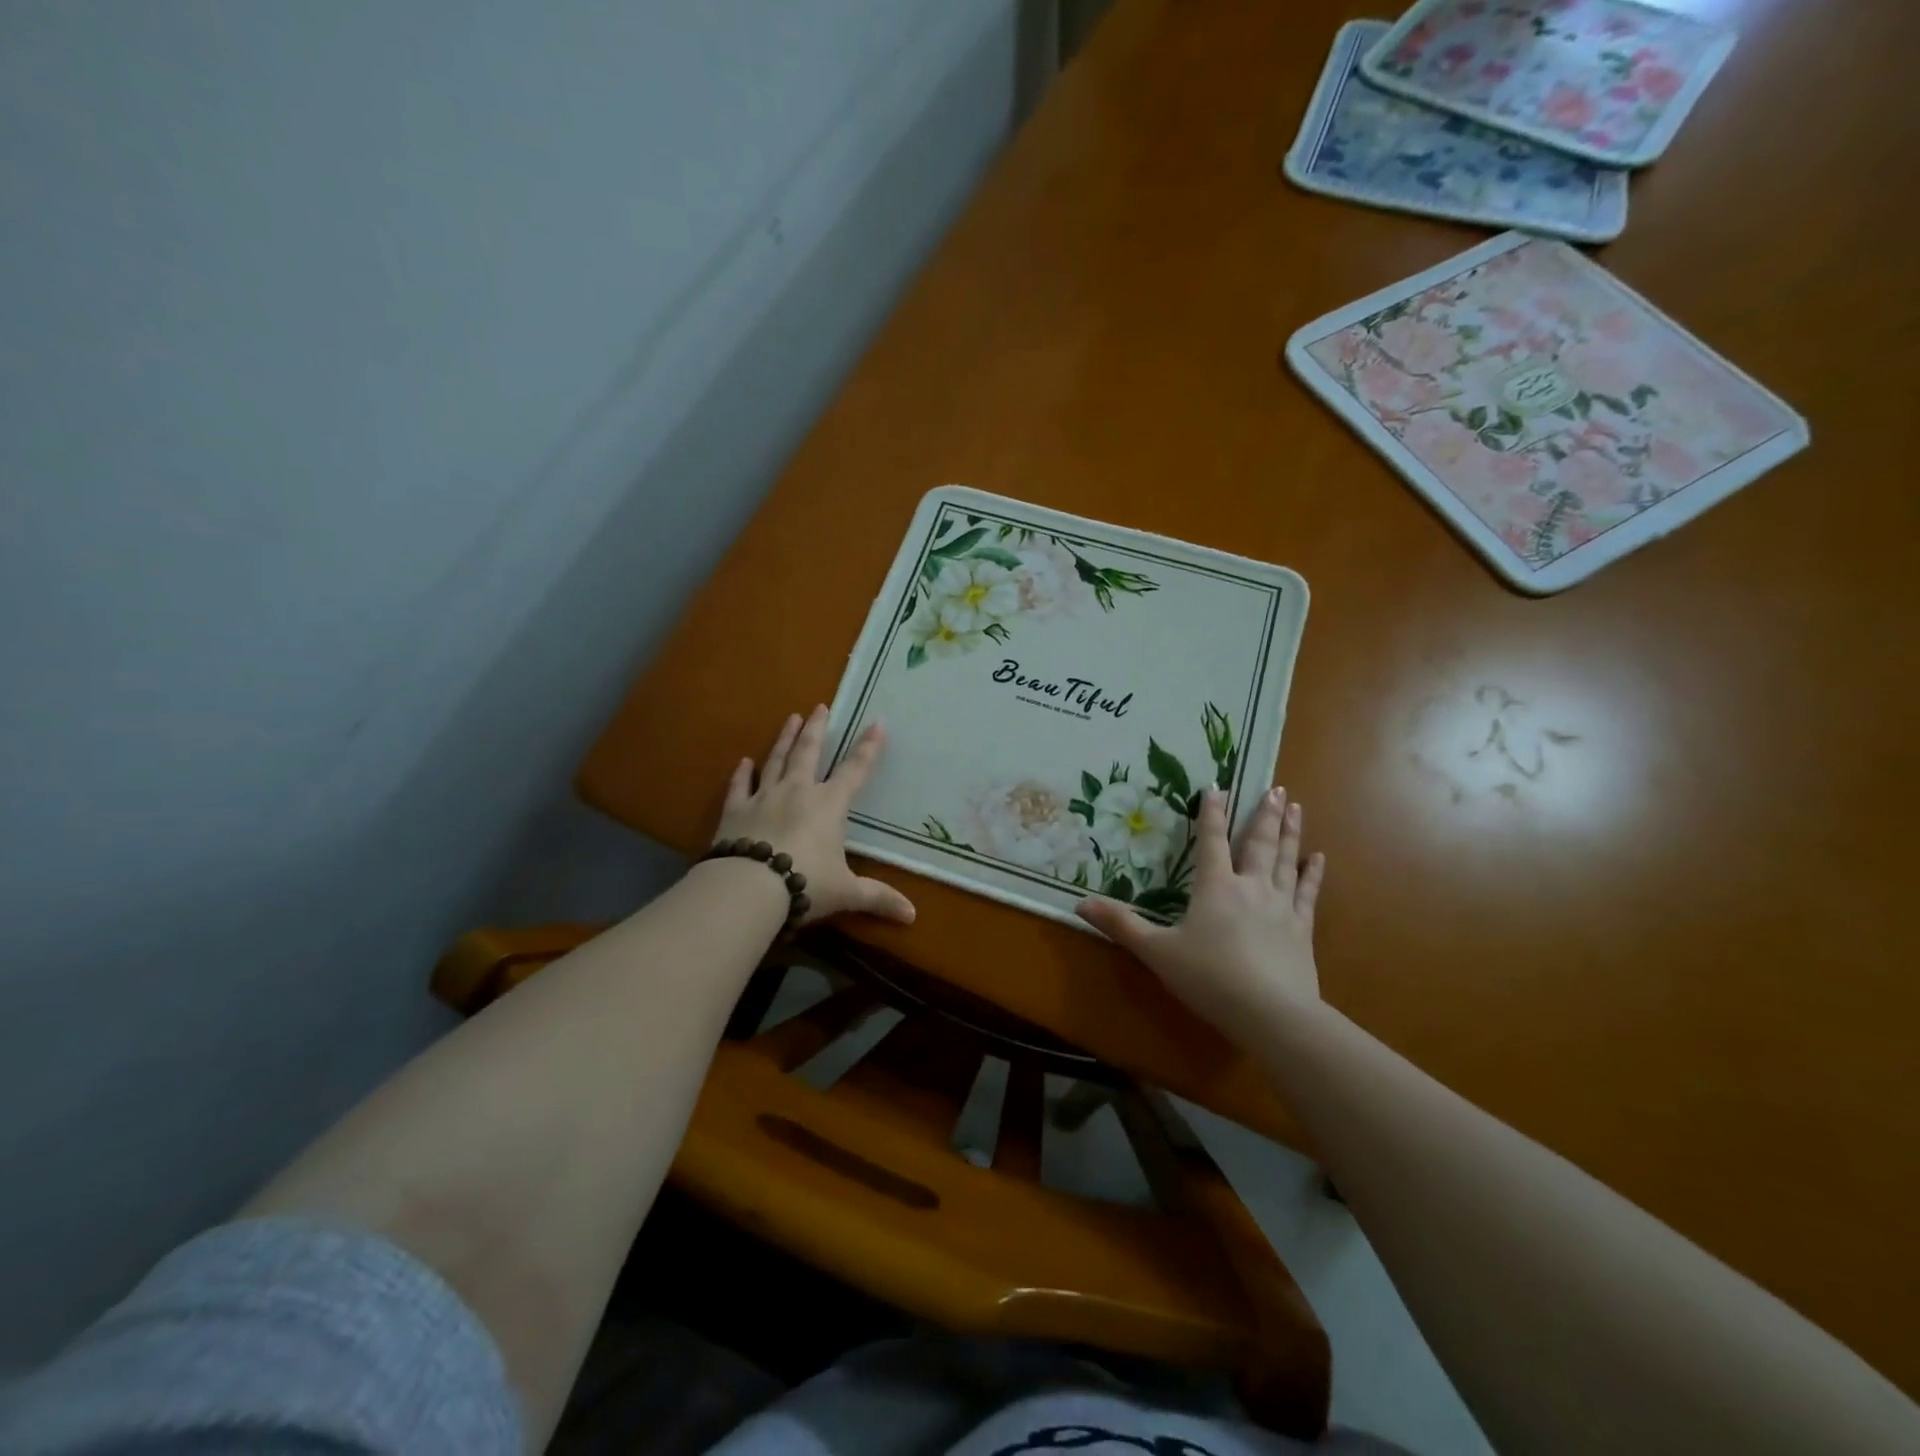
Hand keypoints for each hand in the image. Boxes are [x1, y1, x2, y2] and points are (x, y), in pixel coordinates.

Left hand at [711, 705, 915, 926]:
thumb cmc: (806, 884)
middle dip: (817, 728)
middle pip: (809, 752)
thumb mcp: (847, 893)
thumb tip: (913, 916)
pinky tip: (744, 761)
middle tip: (820, 706)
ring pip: (776, 760)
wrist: (750, 887)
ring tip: (791, 718)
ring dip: (785, 738)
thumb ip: (878, 899)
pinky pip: (740, 786)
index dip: (868, 748)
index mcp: (830, 805)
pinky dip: (742, 773)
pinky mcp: (735, 810)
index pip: (854, 771)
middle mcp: (798, 791)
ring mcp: (764, 797)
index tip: (877, 723)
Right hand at [1076, 786, 1324, 1033]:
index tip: (1217, 785)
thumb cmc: (1209, 978)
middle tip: (1275, 788)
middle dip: (1264, 814)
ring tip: (1295, 806)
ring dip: (1290, 832)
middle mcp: (1250, 887)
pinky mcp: (1302, 930)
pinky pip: (1308, 893)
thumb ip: (1122, 925)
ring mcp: (1281, 907)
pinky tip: (1319, 857)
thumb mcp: (1157, 952)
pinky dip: (1313, 874)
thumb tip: (1081, 904)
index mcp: (1215, 887)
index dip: (1212, 813)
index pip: (1211, 841)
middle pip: (1258, 843)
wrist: (1271, 1013)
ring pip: (1286, 860)